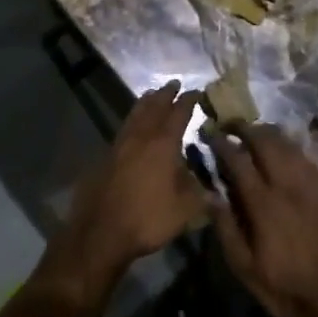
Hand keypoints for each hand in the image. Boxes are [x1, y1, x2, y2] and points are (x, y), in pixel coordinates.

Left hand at [43, 81, 203, 303]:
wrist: (100, 233)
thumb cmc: (147, 219)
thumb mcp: (185, 211)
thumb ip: (201, 196)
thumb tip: (217, 190)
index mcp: (162, 145)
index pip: (178, 115)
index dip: (188, 102)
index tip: (196, 92)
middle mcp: (140, 139)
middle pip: (153, 108)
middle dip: (164, 95)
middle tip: (173, 84)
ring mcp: (118, 147)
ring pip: (134, 116)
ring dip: (145, 104)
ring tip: (151, 95)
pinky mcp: (104, 159)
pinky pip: (122, 130)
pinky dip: (132, 121)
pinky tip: (133, 128)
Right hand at [209, 125, 317, 316]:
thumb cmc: (280, 285)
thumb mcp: (243, 265)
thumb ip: (225, 226)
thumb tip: (208, 193)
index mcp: (263, 204)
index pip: (239, 162)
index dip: (222, 144)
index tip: (209, 133)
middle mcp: (287, 187)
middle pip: (266, 143)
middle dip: (245, 129)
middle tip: (229, 125)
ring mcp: (309, 187)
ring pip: (288, 146)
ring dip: (268, 133)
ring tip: (253, 131)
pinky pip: (305, 158)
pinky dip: (290, 146)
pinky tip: (282, 148)